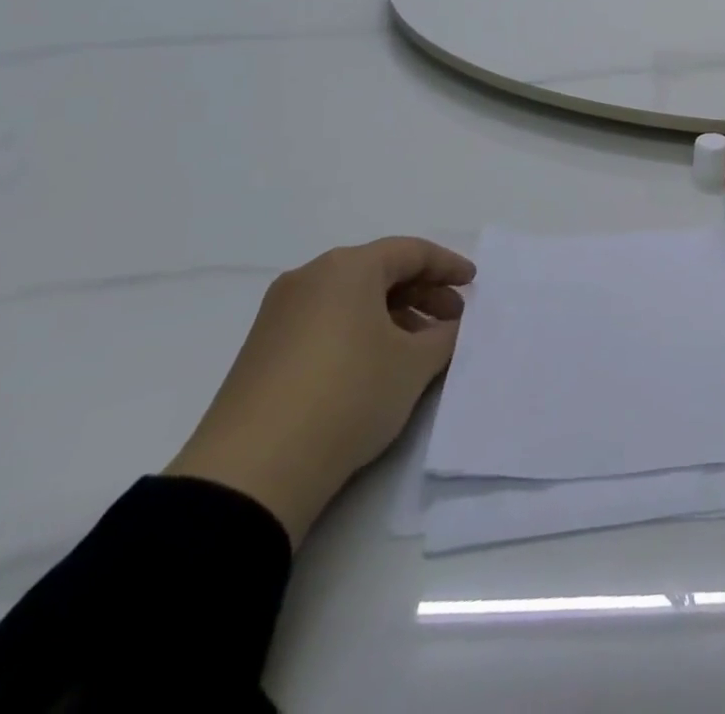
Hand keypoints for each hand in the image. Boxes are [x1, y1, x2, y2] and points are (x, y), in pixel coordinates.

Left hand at [164, 237, 474, 544]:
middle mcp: (310, 278)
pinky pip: (327, 322)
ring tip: (420, 348)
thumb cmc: (348, 396)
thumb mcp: (414, 364)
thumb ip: (445, 335)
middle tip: (453, 319)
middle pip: (380, 271)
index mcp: (348, 268)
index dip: (448, 266)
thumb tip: (450, 326)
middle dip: (423, 292)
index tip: (473, 283)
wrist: (251, 473)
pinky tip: (379, 365)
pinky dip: (361, 332)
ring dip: (393, 315)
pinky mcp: (263, 351)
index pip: (412, 251)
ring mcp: (280, 315)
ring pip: (352, 299)